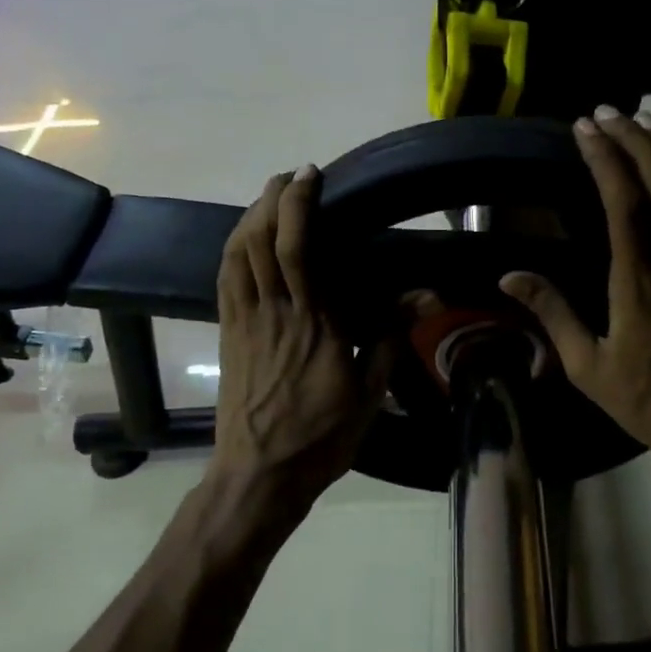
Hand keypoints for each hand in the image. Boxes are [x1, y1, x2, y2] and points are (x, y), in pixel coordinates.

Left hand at [210, 166, 390, 511]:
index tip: (311, 176)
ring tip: (267, 197)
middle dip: (272, 198)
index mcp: (313, 323)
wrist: (259, 474)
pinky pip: (224, 279)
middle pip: (261, 240)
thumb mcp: (370, 393)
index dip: (299, 205)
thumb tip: (426, 296)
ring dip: (249, 216)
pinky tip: (242, 239)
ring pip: (237, 254)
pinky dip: (232, 248)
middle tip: (290, 177)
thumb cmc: (321, 436)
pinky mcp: (227, 334)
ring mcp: (244, 321)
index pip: (298, 248)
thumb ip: (391, 337)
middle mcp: (274, 312)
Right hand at [499, 108, 650, 483]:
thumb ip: (552, 314)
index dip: (605, 158)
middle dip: (633, 139)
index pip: (623, 201)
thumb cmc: (649, 399)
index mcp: (640, 280)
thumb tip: (508, 276)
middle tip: (607, 112)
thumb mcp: (587, 366)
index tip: (584, 129)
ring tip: (644, 122)